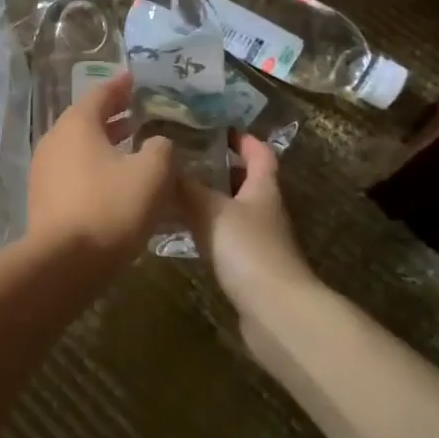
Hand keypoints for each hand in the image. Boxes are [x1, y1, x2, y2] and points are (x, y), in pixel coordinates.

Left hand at [27, 72, 174, 263]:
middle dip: (113, 114)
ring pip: (79, 145)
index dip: (121, 86)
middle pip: (86, 119)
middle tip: (138, 111)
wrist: (64, 261)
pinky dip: (94, 164)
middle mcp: (55, 139)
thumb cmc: (110, 208)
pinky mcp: (43, 195)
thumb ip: (160, 149)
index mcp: (77, 124)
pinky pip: (73, 169)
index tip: (136, 79)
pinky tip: (114, 178)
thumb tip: (158, 142)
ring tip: (131, 143)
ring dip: (104, 141)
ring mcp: (44, 168)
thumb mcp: (151, 174)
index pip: (101, 94)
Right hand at [180, 134, 314, 312]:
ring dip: (206, 198)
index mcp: (263, 188)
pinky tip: (178, 229)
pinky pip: (222, 236)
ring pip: (230, 209)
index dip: (242, 138)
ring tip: (170, 188)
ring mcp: (257, 240)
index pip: (259, 153)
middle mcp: (264, 210)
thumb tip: (163, 162)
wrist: (275, 312)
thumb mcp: (211, 209)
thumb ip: (186, 186)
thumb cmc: (248, 249)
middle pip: (244, 180)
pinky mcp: (246, 266)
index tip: (215, 125)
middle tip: (181, 156)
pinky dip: (203, 227)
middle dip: (217, 167)